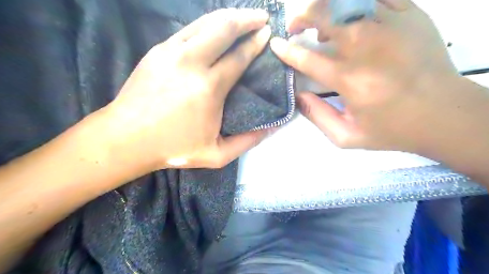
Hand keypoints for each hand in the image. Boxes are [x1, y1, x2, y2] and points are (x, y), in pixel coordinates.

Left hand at [95, 8, 271, 170]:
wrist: (125, 139)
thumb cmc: (173, 148)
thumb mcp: (216, 155)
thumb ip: (247, 142)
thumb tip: (271, 128)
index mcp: (208, 88)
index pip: (239, 56)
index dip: (256, 43)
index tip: (268, 34)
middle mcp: (191, 63)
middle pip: (223, 27)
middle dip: (246, 18)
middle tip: (262, 16)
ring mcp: (171, 52)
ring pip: (205, 22)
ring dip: (228, 17)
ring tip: (243, 16)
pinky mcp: (157, 50)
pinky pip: (189, 29)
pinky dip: (207, 25)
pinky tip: (215, 28)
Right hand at [270, 0, 462, 153]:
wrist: (444, 114)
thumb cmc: (391, 129)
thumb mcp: (346, 137)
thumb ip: (317, 116)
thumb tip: (298, 96)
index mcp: (349, 79)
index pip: (306, 58)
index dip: (286, 50)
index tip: (276, 45)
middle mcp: (366, 47)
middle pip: (324, 14)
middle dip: (301, 16)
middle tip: (295, 26)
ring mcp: (390, 25)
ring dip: (327, 8)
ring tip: (323, 23)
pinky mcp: (410, 14)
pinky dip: (356, 2)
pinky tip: (352, 14)